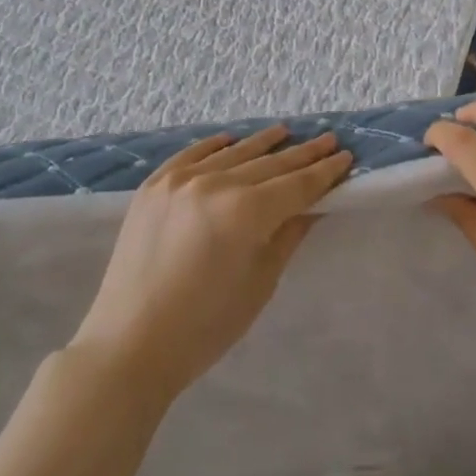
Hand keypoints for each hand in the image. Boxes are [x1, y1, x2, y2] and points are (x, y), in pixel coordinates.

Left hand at [69, 127, 352, 404]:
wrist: (129, 344)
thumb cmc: (204, 327)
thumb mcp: (259, 283)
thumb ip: (288, 235)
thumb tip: (312, 205)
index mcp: (245, 212)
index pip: (296, 185)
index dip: (324, 172)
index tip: (345, 156)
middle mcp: (214, 183)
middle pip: (269, 164)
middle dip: (301, 153)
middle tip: (328, 139)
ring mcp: (180, 180)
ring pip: (233, 153)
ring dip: (263, 142)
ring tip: (286, 131)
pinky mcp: (154, 185)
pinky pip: (192, 153)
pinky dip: (215, 145)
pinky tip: (232, 139)